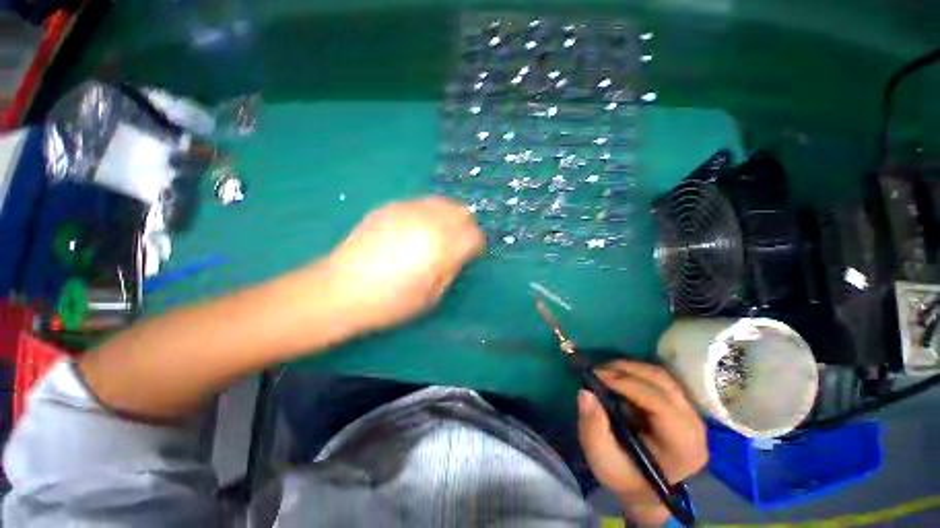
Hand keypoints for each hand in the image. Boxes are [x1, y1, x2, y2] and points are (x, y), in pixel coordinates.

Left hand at [324, 196, 484, 332]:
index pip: (474, 235)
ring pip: (442, 202)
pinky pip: (421, 203)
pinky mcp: (390, 207)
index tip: (469, 255)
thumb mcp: (432, 296)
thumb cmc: (391, 301)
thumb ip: (452, 269)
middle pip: (462, 212)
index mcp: (443, 246)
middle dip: (465, 227)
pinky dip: (427, 213)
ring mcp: (408, 210)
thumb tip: (459, 254)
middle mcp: (429, 221)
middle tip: (456, 243)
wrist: (342, 289)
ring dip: (448, 217)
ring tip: (437, 235)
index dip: (476, 246)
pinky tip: (415, 230)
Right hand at [577, 360, 706, 524]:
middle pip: (663, 383)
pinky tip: (617, 376)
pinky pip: (659, 379)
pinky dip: (635, 372)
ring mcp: (691, 413)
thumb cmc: (624, 475)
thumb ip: (593, 428)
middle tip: (597, 369)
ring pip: (661, 376)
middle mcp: (694, 426)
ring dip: (630, 367)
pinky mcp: (681, 405)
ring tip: (605, 370)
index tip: (597, 374)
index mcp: (683, 446)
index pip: (660, 403)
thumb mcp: (602, 459)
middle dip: (627, 369)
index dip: (628, 384)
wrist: (642, 486)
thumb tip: (585, 393)